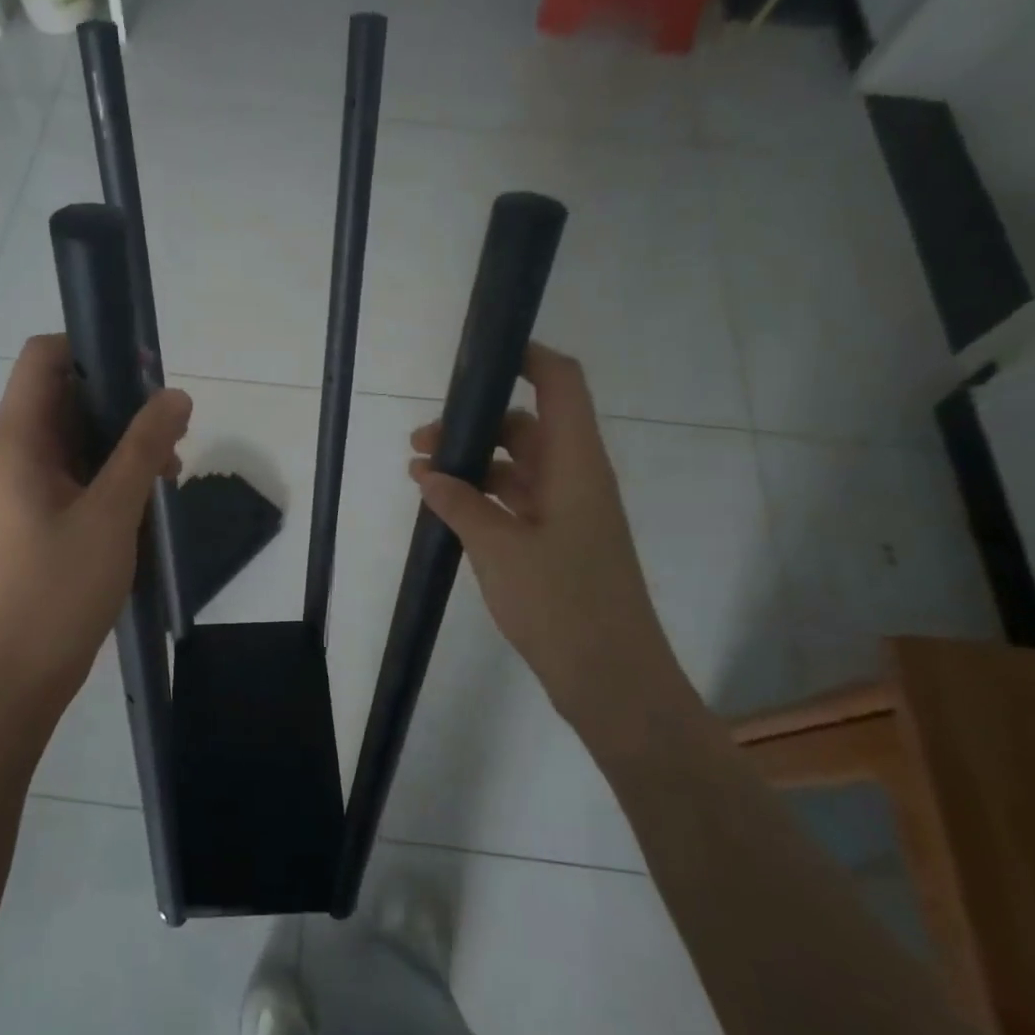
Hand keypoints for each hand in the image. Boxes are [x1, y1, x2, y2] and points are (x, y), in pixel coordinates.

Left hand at [0, 335, 190, 713]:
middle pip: (62, 395)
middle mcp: (6, 453)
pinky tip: (145, 495)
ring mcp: (16, 485)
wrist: (18, 675)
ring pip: (72, 436)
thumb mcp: (112, 512)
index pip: (43, 358)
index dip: (93, 349)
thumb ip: (144, 447)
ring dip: (120, 441)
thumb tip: (176, 394)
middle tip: (171, 431)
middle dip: (120, 403)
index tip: (145, 373)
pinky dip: (107, 471)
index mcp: (13, 441)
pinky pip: (70, 471)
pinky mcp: (30, 514)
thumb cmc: (61, 589)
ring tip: (168, 471)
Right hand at [410, 344, 672, 722]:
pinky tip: (446, 508)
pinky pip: (518, 501)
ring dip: (474, 463)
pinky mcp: (559, 542)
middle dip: (475, 423)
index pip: (560, 384)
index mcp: (576, 464)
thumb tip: (427, 472)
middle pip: (527, 425)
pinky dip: (484, 497)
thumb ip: (460, 504)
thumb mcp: (499, 549)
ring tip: (421, 475)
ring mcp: (569, 512)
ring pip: (519, 465)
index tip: (480, 352)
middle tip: (422, 442)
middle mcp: (576, 478)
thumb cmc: (563, 605)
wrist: (612, 681)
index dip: (528, 356)